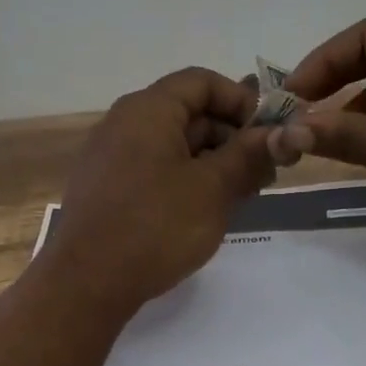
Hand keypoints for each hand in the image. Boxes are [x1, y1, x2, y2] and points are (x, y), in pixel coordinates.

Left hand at [41, 67, 275, 311]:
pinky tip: (206, 210)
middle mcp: (124, 123)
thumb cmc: (155, 226)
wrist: (86, 283)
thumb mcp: (213, 189)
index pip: (201, 81)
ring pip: (174, 144)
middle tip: (264, 173)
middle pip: (189, 112)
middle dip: (231, 137)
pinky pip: (154, 168)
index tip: (268, 135)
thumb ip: (249, 154)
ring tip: (242, 196)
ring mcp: (111, 157)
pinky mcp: (107, 188)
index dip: (240, 101)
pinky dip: (186, 179)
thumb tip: (279, 133)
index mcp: (147, 110)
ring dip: (213, 162)